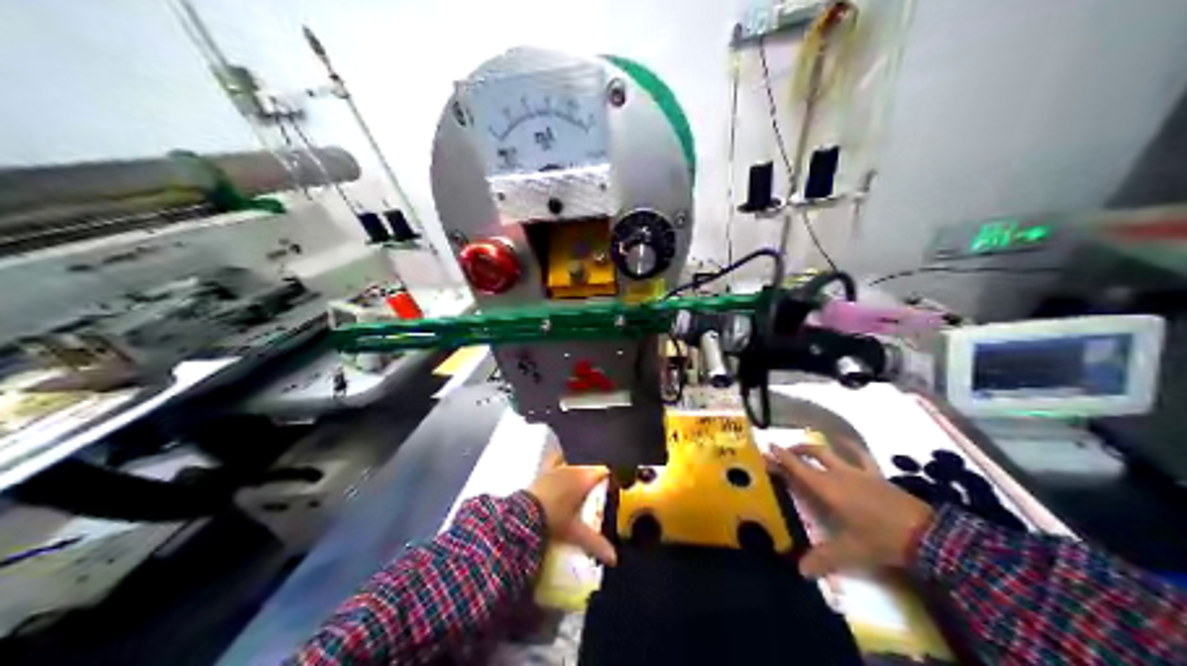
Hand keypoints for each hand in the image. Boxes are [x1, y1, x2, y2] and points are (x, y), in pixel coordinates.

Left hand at [531, 462, 622, 566]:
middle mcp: (571, 469)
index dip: (608, 479)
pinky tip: (559, 468)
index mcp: (583, 479)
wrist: (522, 517)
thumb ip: (596, 543)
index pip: (603, 472)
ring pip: (572, 464)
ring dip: (576, 471)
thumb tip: (614, 559)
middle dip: (592, 477)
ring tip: (578, 483)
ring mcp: (555, 468)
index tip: (612, 488)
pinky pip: (554, 460)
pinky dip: (559, 462)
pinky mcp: (541, 472)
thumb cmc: (554, 521)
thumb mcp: (576, 533)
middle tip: (596, 491)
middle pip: (588, 468)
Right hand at [772, 445, 936, 579]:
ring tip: (808, 448)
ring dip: (818, 447)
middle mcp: (841, 474)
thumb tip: (800, 570)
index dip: (782, 458)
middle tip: (784, 453)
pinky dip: (849, 447)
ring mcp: (860, 472)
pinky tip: (847, 446)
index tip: (768, 448)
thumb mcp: (849, 552)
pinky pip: (860, 455)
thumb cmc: (879, 539)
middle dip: (796, 450)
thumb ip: (823, 559)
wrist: (922, 532)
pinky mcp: (877, 475)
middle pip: (814, 453)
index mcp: (828, 489)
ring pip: (833, 451)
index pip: (799, 469)